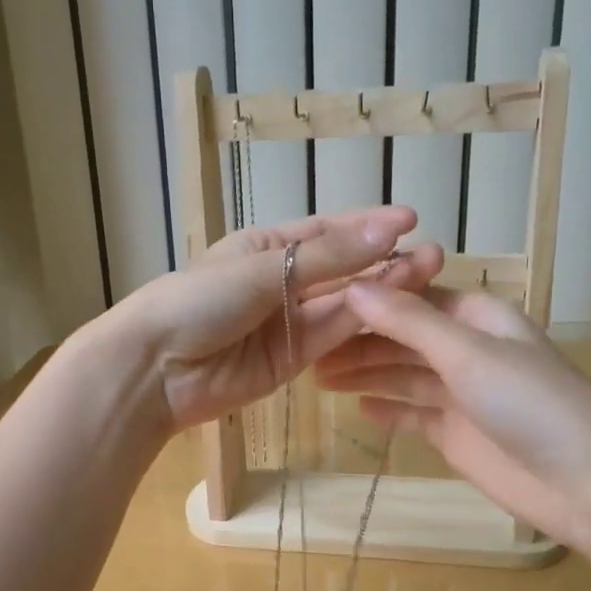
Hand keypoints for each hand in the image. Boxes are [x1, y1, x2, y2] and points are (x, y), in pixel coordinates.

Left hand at [110, 207, 442, 431]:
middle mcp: (282, 281)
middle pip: (342, 270)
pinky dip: (362, 325)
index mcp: (266, 245)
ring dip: (383, 292)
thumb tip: (392, 226)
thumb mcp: (264, 267)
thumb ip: (329, 256)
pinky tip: (398, 311)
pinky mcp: (293, 361)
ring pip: (344, 304)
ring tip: (428, 277)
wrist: (156, 369)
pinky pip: (333, 337)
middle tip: (434, 255)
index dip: (368, 226)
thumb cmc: (199, 300)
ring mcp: (289, 323)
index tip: (411, 220)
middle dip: (384, 261)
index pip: (327, 232)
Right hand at [317, 284, 590, 551]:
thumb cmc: (531, 402)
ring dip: (365, 372)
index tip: (320, 301)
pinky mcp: (457, 434)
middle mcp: (466, 350)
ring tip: (318, 376)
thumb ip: (409, 322)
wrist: (585, 480)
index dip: (368, 299)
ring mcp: (462, 394)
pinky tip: (357, 406)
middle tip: (307, 347)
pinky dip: (387, 409)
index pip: (411, 297)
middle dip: (359, 340)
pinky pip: (414, 413)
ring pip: (403, 375)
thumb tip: (352, 286)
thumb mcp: (467, 352)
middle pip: (402, 337)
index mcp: (476, 317)